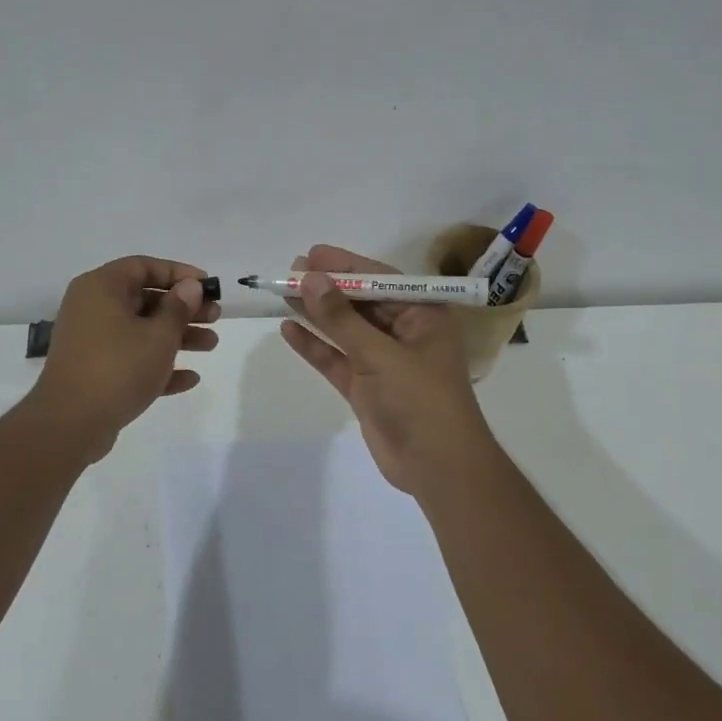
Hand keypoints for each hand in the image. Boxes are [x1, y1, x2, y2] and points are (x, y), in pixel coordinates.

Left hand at [26, 255, 220, 461]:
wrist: (71, 423)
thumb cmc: (118, 368)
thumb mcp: (158, 336)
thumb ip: (178, 308)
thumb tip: (190, 286)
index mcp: (102, 288)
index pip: (144, 266)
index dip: (179, 273)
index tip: (208, 286)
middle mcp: (92, 308)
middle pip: (145, 299)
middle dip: (183, 309)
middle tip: (215, 318)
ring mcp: (91, 340)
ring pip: (141, 330)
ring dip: (177, 337)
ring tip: (211, 345)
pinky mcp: (94, 370)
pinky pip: (131, 359)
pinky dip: (157, 364)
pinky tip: (190, 379)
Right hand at [279, 244, 493, 494]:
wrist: (437, 466)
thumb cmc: (420, 400)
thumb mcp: (380, 354)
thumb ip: (341, 318)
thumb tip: (310, 278)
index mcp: (423, 315)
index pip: (380, 280)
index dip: (345, 266)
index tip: (311, 254)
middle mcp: (404, 333)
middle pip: (360, 303)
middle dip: (327, 288)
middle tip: (290, 271)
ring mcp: (383, 361)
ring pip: (345, 330)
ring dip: (317, 313)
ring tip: (284, 292)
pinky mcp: (366, 387)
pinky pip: (336, 359)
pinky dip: (315, 346)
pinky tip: (289, 329)